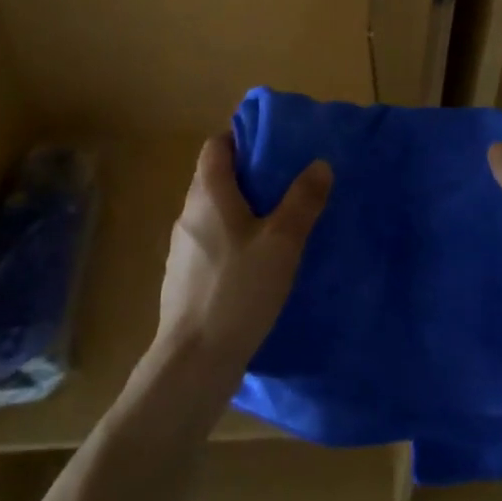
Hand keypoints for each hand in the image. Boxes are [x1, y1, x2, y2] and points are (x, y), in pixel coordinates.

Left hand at [153, 134, 330, 378]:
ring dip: (241, 211)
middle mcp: (188, 214)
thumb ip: (303, 200)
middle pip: (215, 178)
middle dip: (248, 176)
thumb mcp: (282, 242)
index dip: (241, 139)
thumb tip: (319, 163)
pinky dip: (232, 241)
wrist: (194, 361)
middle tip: (286, 184)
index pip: (216, 146)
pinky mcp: (184, 279)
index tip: (272, 146)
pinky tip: (256, 265)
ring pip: (213, 213)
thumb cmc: (238, 290)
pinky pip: (211, 244)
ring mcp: (182, 249)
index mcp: (207, 194)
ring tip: (277, 224)